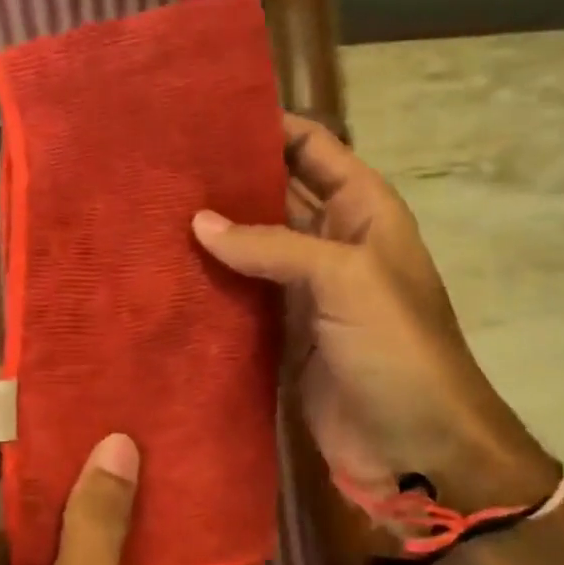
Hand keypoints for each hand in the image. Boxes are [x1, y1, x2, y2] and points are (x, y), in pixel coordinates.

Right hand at [192, 113, 550, 512]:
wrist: (416, 448)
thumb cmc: (397, 350)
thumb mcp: (346, 280)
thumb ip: (274, 245)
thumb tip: (199, 223)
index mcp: (361, 211)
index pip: (312, 147)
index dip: (266, 126)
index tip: (201, 117)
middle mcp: (330, 242)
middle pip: (273, 195)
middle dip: (225, 182)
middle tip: (157, 169)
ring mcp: (304, 292)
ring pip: (250, 249)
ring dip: (211, 236)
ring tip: (147, 215)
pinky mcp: (281, 336)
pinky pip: (241, 300)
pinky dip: (210, 288)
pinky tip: (165, 276)